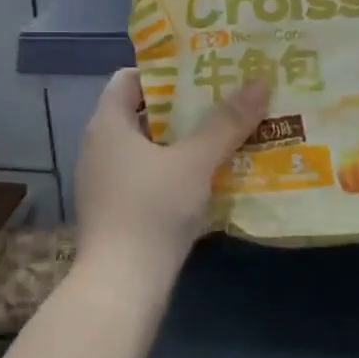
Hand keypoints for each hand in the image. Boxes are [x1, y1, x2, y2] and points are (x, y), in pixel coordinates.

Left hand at [75, 70, 269, 293]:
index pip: (130, 78)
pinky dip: (174, 170)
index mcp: (108, 124)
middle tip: (225, 100)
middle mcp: (99, 146)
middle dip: (183, 107)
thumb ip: (226, 123)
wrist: (121, 286)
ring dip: (183, 141)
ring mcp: (104, 180)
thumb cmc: (152, 209)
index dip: (165, 71)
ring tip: (225, 135)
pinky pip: (147, 175)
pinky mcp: (115, 209)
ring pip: (147, 147)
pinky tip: (208, 177)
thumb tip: (259, 81)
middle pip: (143, 112)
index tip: (202, 71)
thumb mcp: (195, 162)